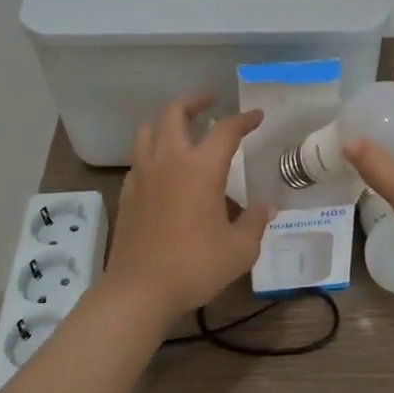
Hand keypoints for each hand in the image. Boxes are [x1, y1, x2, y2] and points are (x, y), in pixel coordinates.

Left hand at [109, 92, 274, 317]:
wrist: (139, 290)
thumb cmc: (195, 266)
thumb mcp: (239, 249)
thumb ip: (255, 222)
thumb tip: (266, 207)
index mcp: (201, 168)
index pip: (226, 130)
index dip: (244, 119)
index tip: (256, 116)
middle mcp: (169, 161)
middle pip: (175, 113)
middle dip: (194, 101)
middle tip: (210, 101)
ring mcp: (143, 175)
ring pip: (149, 130)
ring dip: (167, 122)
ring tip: (183, 129)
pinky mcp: (127, 193)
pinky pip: (139, 158)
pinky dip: (153, 151)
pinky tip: (163, 169)